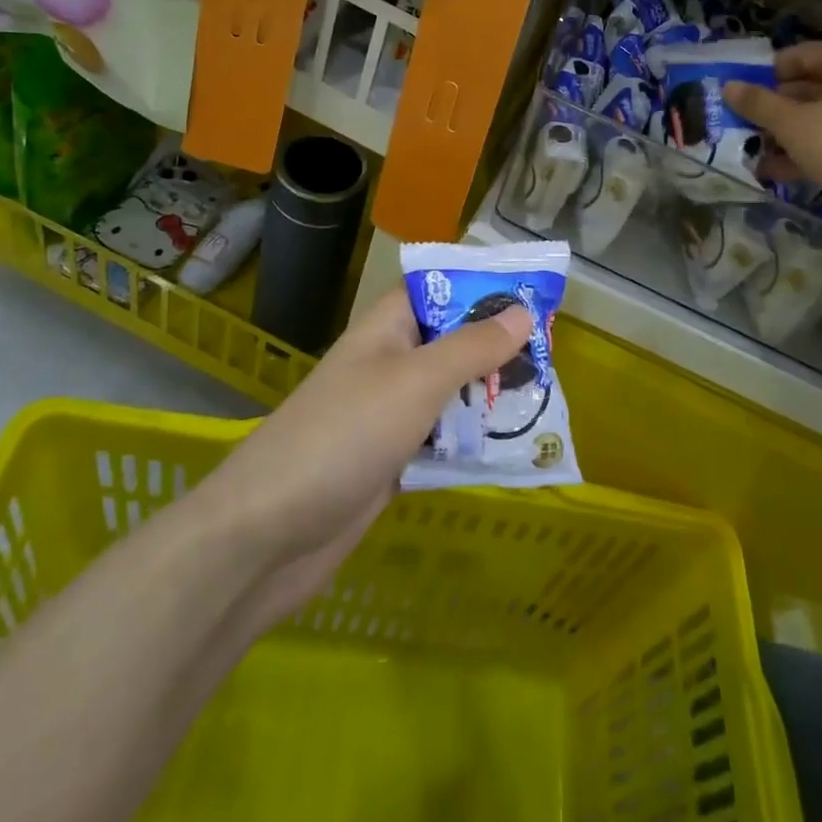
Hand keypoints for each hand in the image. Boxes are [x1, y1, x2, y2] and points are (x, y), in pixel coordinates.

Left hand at [191, 289, 531, 632]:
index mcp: (387, 329)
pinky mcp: (391, 461)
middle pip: (452, 342)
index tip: (535, 293)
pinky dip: (472, 442)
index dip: (483, 286)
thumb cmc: (345, 435)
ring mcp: (388, 415)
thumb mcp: (417, 381)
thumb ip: (472, 348)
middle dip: (498, 347)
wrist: (267, 535)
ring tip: (547, 399)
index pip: (439, 288)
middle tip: (554, 355)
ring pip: (451, 394)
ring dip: (490, 397)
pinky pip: (442, 440)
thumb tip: (523, 312)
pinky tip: (513, 449)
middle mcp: (389, 363)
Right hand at [725, 42, 821, 222]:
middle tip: (745, 128)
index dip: (766, 74)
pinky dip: (811, 152)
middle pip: (813, 87)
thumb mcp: (792, 123)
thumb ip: (758, 103)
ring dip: (788, 135)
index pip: (801, 55)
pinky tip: (780, 173)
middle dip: (776, 109)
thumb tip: (729, 86)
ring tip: (756, 155)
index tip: (741, 97)